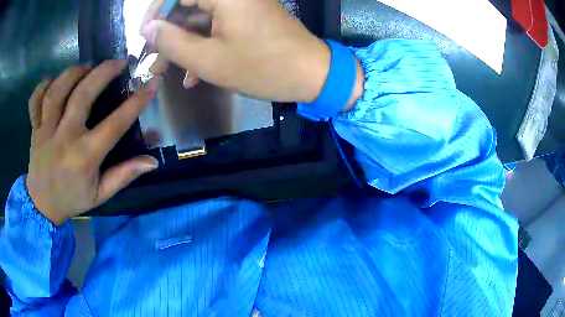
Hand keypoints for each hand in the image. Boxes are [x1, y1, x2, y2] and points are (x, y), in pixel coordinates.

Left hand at [26, 61, 158, 225]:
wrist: (42, 207)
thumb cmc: (72, 199)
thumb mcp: (100, 195)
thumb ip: (123, 176)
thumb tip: (152, 162)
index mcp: (84, 157)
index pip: (114, 125)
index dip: (136, 102)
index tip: (151, 84)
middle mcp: (65, 139)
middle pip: (82, 95)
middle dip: (103, 72)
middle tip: (118, 61)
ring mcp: (46, 131)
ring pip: (57, 90)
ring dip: (74, 72)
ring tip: (87, 67)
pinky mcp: (35, 128)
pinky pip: (36, 99)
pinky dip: (44, 84)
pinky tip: (56, 81)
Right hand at [140, 0, 332, 102]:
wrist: (311, 74)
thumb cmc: (262, 67)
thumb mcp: (209, 59)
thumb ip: (172, 42)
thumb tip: (148, 28)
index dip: (155, 11)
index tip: (144, 36)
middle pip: (187, 5)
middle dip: (168, 34)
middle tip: (154, 61)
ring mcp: (241, 4)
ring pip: (199, 19)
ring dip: (183, 45)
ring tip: (168, 73)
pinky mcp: (247, 17)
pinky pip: (216, 26)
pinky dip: (202, 46)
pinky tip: (194, 74)